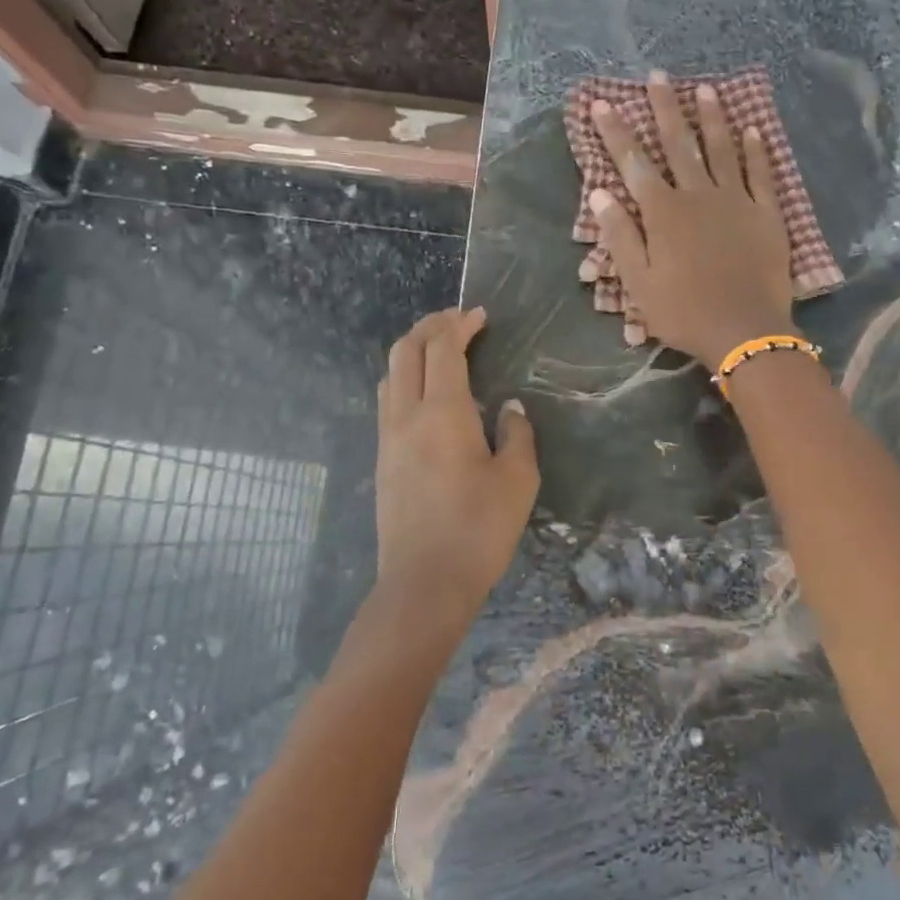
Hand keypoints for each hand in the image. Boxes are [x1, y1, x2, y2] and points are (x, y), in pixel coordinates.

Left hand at [374, 307, 537, 635]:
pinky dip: (404, 379)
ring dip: (412, 351)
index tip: (480, 316)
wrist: (424, 583)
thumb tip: (510, 409)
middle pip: (405, 351)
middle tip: (457, 321)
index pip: (442, 349)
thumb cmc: (478, 529)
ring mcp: (388, 438)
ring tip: (439, 351)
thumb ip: (517, 435)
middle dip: (429, 327)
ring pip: (390, 374)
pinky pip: (387, 400)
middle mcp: (406, 415)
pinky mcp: (382, 459)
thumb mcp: (518, 480)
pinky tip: (425, 394)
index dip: (459, 325)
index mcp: (442, 412)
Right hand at [590, 73, 795, 364]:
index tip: (601, 103)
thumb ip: (621, 236)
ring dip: (711, 117)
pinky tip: (753, 129)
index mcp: (664, 213)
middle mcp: (698, 195)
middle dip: (664, 108)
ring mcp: (736, 200)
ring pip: (721, 149)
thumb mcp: (639, 283)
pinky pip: (761, 173)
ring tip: (704, 89)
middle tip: (657, 76)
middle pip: (678, 144)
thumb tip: (600, 193)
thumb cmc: (684, 312)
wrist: (745, 331)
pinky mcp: (766, 213)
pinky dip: (756, 150)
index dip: (616, 132)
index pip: (634, 163)